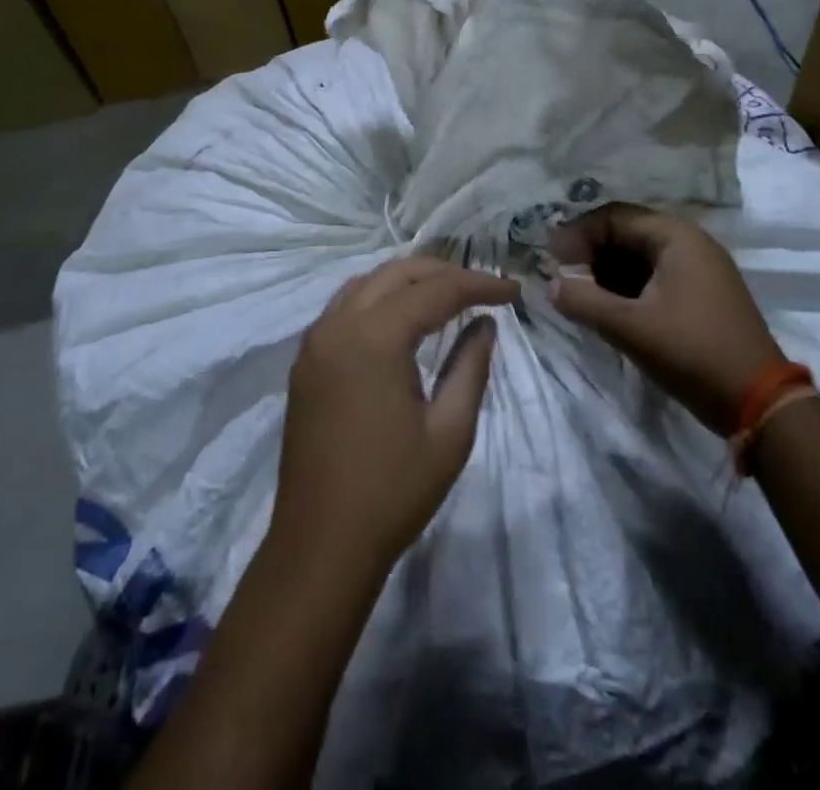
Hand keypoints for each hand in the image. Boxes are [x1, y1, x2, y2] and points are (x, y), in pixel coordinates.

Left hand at [272, 258, 516, 574]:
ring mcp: (315, 341)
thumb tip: (485, 324)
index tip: (514, 291)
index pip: (435, 290)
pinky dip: (379, 297)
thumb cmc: (393, 492)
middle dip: (444, 273)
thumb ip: (471, 367)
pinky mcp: (306, 361)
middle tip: (484, 288)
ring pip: (367, 283)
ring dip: (409, 280)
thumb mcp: (450, 432)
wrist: (320, 546)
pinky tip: (402, 316)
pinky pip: (344, 306)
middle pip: (397, 274)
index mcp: (374, 338)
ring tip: (448, 294)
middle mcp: (338, 324)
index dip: (479, 285)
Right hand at [548, 205, 781, 435]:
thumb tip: (550, 285)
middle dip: (591, 252)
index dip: (578, 234)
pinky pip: (655, 276)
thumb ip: (584, 302)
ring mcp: (699, 268)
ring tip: (581, 294)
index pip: (614, 217)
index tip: (550, 258)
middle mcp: (689, 242)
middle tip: (562, 276)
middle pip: (627, 232)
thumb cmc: (693, 352)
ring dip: (607, 271)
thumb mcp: (630, 328)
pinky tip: (608, 307)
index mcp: (675, 236)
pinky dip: (627, 286)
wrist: (760, 402)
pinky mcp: (702, 294)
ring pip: (640, 256)